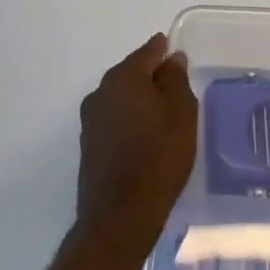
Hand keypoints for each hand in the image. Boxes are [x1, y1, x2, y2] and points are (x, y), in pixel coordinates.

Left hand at [76, 33, 197, 258]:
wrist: (119, 218)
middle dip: (152, 78)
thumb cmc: (158, 156)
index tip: (180, 60)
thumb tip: (171, 59)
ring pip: (122, 98)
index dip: (166, 52)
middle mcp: (101, 91)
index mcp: (124, 76)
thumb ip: (176, 79)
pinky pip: (114, 121)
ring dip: (140, 102)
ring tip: (163, 119)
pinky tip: (145, 140)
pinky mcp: (89, 147)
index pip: (149, 51)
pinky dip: (130, 123)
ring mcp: (90, 120)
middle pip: (133, 73)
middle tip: (177, 92)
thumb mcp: (181, 112)